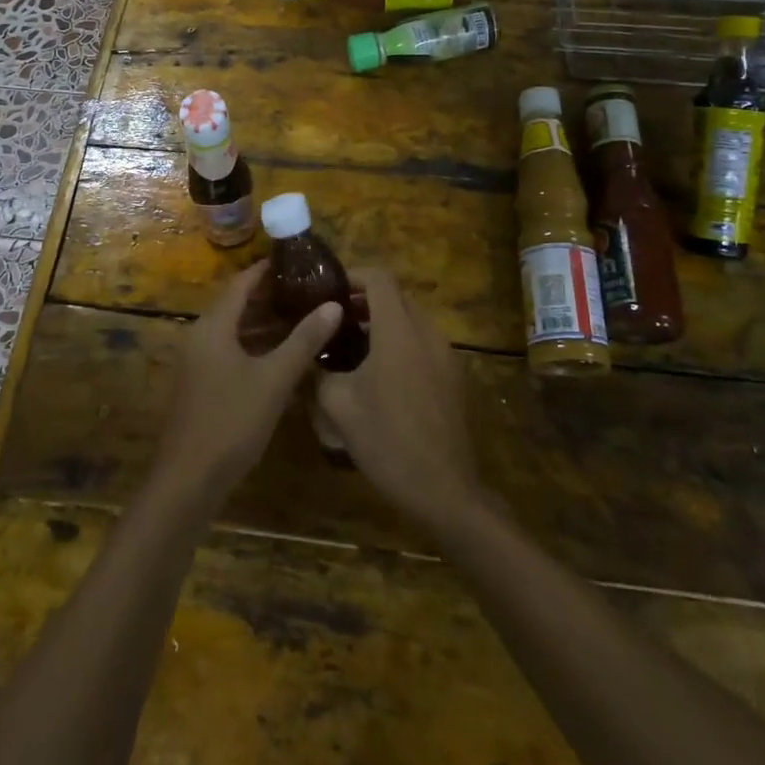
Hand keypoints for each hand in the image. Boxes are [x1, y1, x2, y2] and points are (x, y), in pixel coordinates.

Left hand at [155, 261, 343, 501]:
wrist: (188, 480)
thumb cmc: (231, 421)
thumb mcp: (274, 379)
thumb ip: (304, 340)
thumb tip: (334, 305)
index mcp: (213, 326)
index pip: (241, 283)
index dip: (267, 269)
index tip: (299, 261)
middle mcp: (201, 336)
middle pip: (237, 304)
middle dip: (271, 296)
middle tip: (309, 289)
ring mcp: (198, 362)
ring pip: (235, 330)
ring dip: (265, 323)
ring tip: (303, 316)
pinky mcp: (201, 384)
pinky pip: (230, 351)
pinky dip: (255, 346)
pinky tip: (283, 355)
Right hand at [317, 269, 482, 528]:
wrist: (443, 489)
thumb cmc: (386, 440)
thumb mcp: (338, 405)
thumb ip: (320, 371)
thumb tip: (311, 357)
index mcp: (399, 331)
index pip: (379, 278)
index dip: (353, 275)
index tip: (329, 289)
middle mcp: (427, 334)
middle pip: (397, 296)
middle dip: (366, 300)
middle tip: (336, 318)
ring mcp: (446, 356)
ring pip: (412, 321)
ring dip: (384, 322)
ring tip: (353, 346)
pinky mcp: (453, 378)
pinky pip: (424, 344)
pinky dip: (401, 343)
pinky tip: (380, 374)